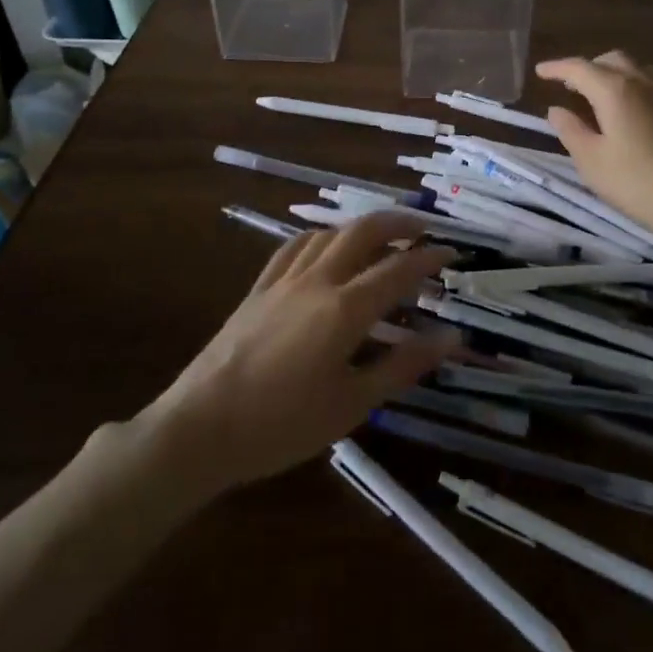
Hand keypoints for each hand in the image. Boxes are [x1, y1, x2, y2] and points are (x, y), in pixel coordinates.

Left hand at [121, 212, 458, 499]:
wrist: (200, 428)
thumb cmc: (283, 424)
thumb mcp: (352, 403)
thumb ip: (403, 365)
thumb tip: (451, 338)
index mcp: (345, 309)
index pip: (398, 270)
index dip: (429, 257)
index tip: (452, 252)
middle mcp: (317, 281)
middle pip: (363, 232)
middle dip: (398, 223)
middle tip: (424, 229)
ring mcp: (282, 281)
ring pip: (328, 234)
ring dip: (360, 227)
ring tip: (381, 237)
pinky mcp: (257, 289)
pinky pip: (294, 247)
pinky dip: (321, 238)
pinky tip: (325, 247)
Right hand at [536, 51, 652, 241]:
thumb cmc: (635, 181)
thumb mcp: (591, 160)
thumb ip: (570, 130)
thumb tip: (556, 110)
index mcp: (614, 89)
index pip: (579, 68)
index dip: (556, 68)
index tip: (539, 72)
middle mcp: (640, 83)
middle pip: (609, 60)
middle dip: (585, 67)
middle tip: (567, 86)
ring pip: (632, 68)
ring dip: (609, 72)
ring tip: (593, 94)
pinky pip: (646, 82)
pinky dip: (627, 84)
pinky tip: (621, 109)